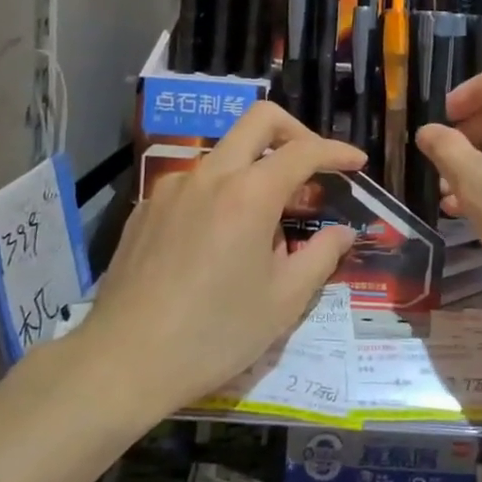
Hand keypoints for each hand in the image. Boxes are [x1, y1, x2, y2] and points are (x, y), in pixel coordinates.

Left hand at [82, 103, 364, 412]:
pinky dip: (220, 194)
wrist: (124, 361)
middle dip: (295, 131)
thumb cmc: (215, 333)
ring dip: (255, 170)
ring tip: (264, 226)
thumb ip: (320, 256)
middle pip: (258, 121)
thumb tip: (342, 233)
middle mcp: (210, 175)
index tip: (356, 164)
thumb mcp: (283, 301)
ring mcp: (172, 187)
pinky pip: (195, 184)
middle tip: (313, 165)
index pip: (303, 151)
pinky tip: (218, 241)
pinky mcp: (146, 207)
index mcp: (249, 194)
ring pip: (224, 154)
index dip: (336, 152)